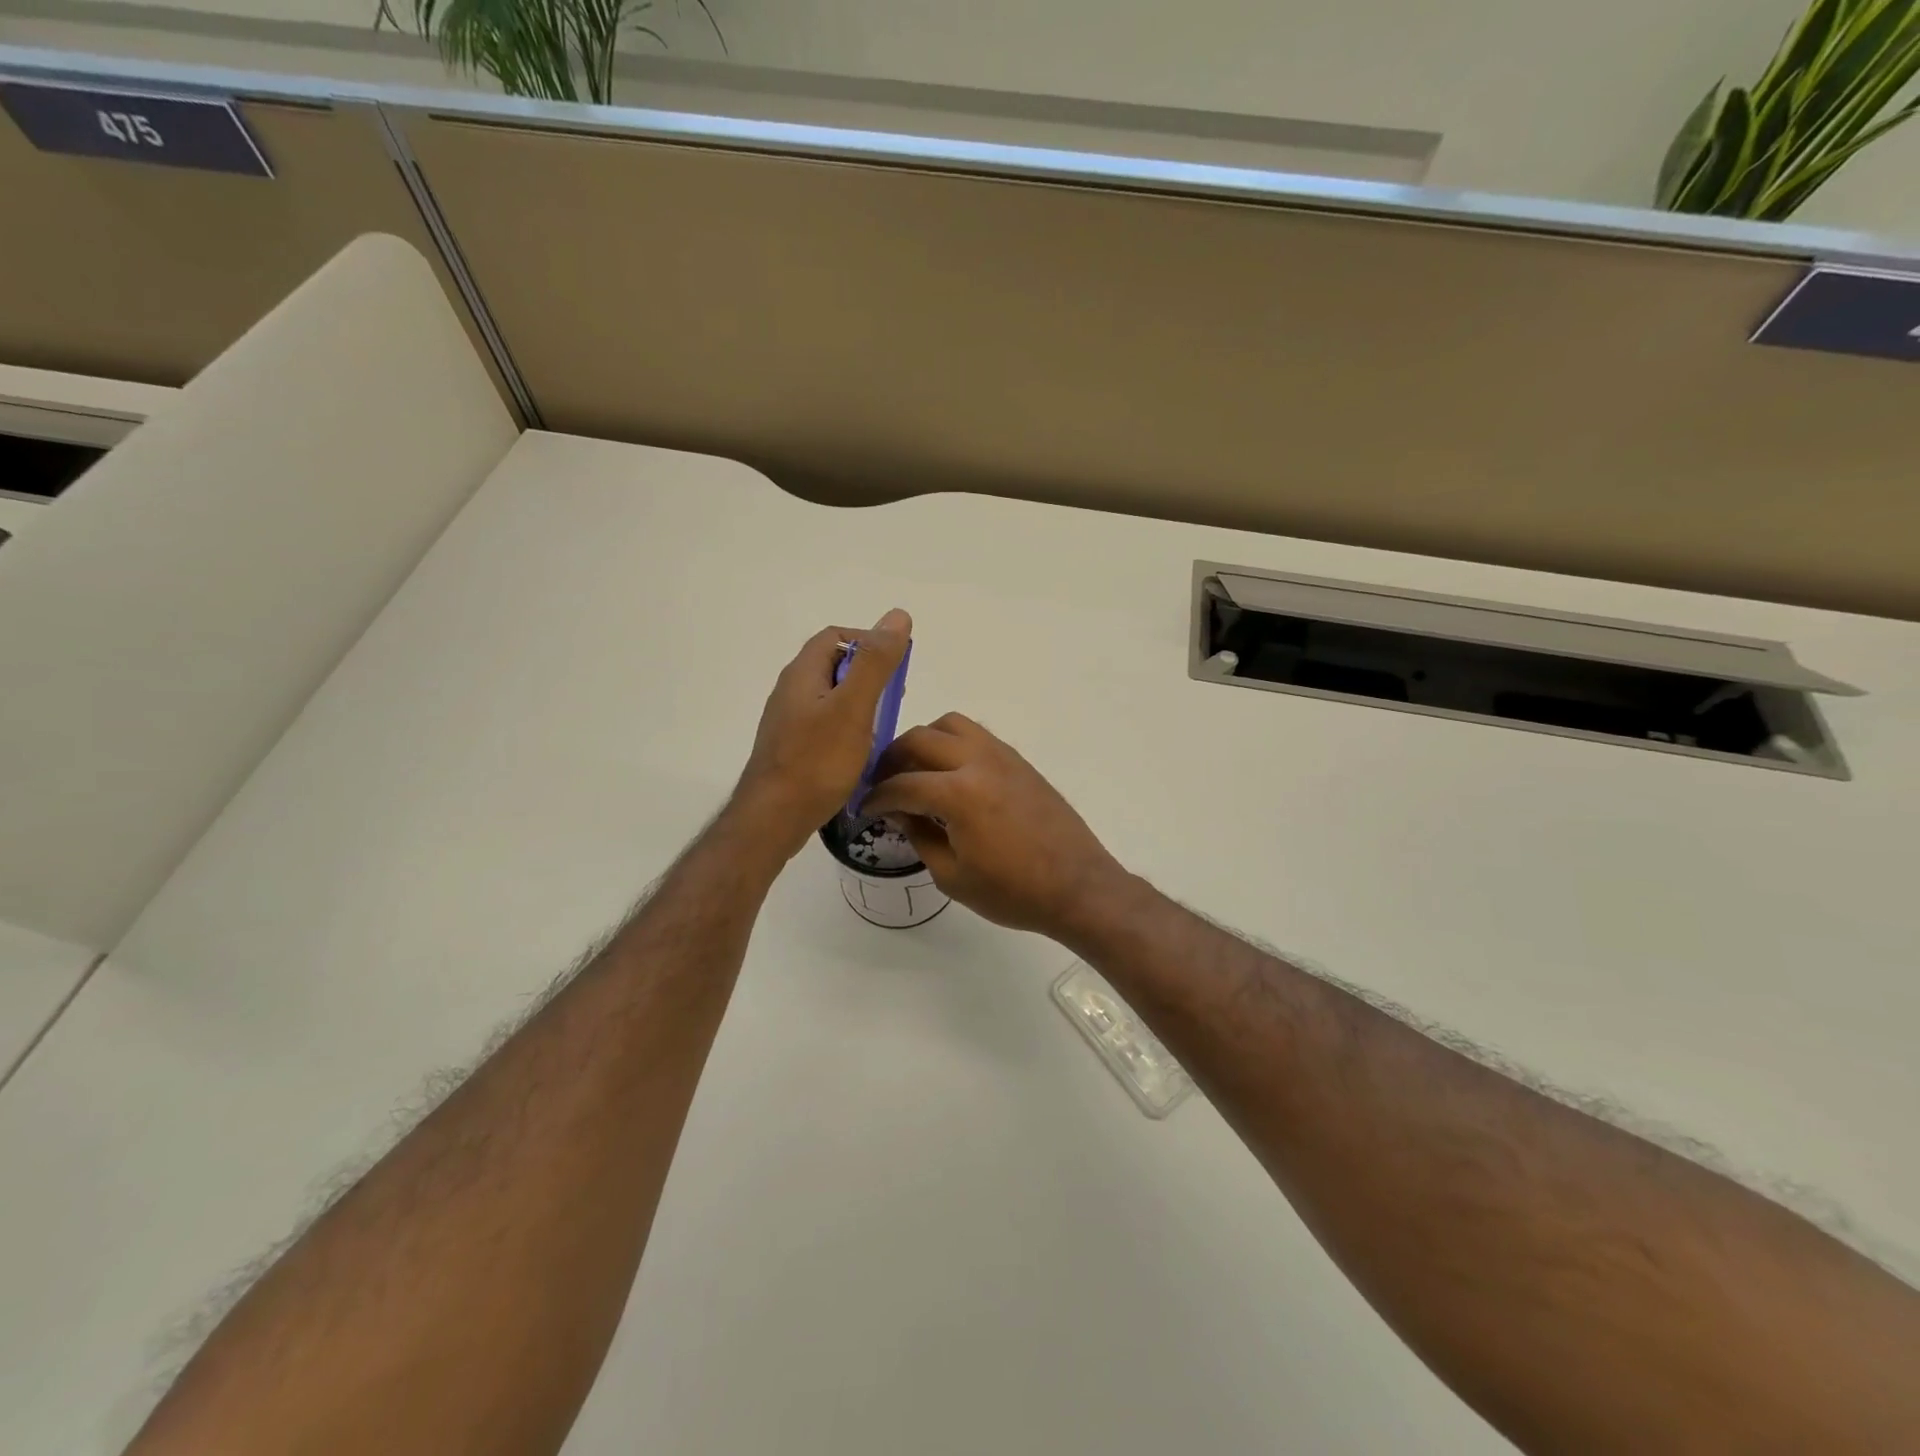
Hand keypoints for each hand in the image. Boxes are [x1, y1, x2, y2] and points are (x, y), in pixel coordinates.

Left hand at [733, 609, 911, 857]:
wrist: (773, 819)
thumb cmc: (817, 761)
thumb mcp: (853, 707)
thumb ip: (875, 663)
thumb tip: (897, 616)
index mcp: (802, 673)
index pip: (837, 637)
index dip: (869, 642)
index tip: (896, 667)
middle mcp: (791, 691)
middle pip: (834, 666)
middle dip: (869, 676)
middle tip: (894, 700)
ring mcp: (789, 721)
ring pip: (832, 698)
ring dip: (862, 705)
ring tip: (883, 728)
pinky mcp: (792, 748)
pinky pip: (826, 725)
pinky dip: (849, 729)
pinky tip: (861, 753)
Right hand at [861, 713, 1132, 939]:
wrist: (1077, 887)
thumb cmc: (1012, 892)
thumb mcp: (952, 875)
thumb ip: (919, 835)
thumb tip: (899, 810)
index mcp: (958, 793)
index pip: (902, 784)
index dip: (876, 798)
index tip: (863, 809)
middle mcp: (978, 761)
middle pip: (920, 739)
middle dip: (893, 759)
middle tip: (884, 785)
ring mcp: (1002, 756)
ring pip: (951, 724)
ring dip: (925, 741)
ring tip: (917, 771)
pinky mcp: (1019, 761)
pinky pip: (977, 735)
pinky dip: (954, 744)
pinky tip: (951, 776)